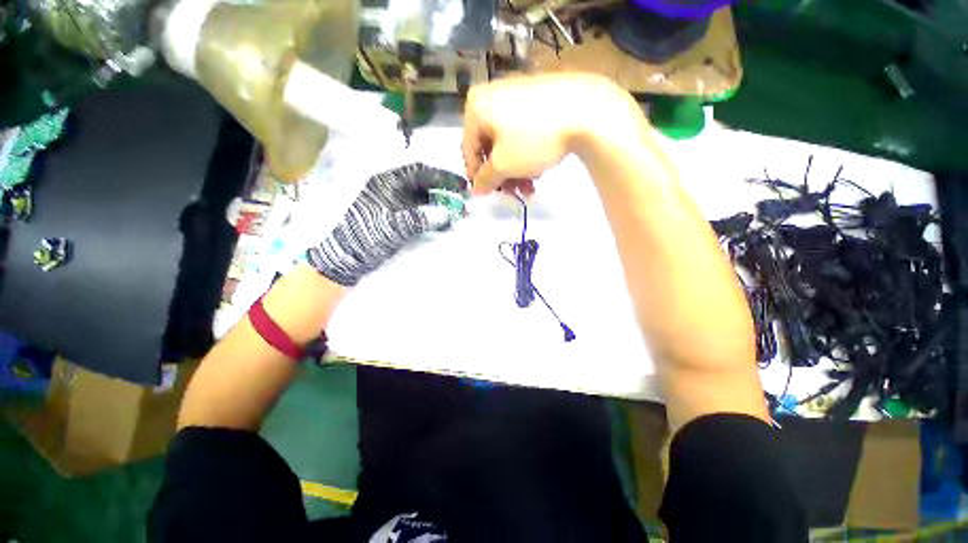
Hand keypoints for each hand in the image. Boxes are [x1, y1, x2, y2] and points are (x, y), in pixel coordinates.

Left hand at [307, 163, 467, 285]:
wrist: (342, 259)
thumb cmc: (364, 237)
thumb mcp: (392, 226)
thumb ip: (420, 218)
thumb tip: (447, 213)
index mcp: (386, 183)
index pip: (419, 172)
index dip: (442, 177)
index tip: (462, 186)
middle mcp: (392, 190)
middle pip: (424, 186)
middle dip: (444, 193)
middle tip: (463, 204)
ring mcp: (394, 206)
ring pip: (423, 201)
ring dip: (440, 207)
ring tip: (456, 217)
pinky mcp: (396, 221)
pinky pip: (419, 215)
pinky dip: (432, 219)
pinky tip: (443, 226)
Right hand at [461, 73, 642, 195]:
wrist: (584, 109)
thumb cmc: (533, 139)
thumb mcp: (504, 165)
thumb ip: (485, 180)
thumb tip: (475, 191)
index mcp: (476, 107)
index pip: (468, 149)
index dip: (477, 176)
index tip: (490, 193)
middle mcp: (492, 96)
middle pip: (489, 147)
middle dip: (502, 175)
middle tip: (514, 193)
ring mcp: (516, 95)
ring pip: (507, 143)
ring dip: (515, 170)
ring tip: (530, 187)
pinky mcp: (537, 99)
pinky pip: (522, 132)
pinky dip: (526, 154)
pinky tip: (538, 169)